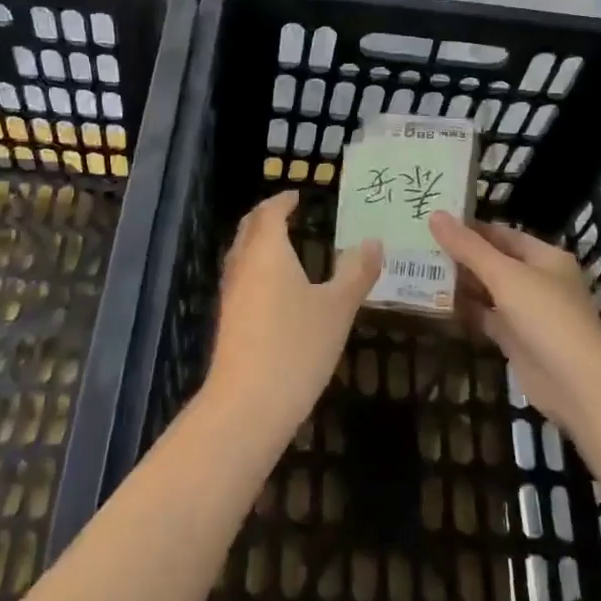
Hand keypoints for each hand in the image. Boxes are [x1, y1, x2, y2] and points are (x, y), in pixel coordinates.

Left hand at [205, 192, 382, 439]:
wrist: (247, 405)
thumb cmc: (296, 347)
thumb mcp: (337, 308)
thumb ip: (356, 272)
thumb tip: (373, 242)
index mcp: (267, 251)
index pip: (270, 212)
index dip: (283, 200)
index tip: (297, 195)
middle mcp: (243, 265)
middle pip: (249, 228)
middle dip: (266, 216)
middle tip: (287, 212)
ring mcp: (231, 294)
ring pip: (241, 254)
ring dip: (258, 242)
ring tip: (284, 245)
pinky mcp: (228, 321)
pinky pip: (241, 278)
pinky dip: (256, 267)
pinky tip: (275, 288)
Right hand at [430, 213, 600, 432]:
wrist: (577, 383)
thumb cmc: (546, 315)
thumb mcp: (505, 274)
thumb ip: (468, 247)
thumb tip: (435, 215)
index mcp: (544, 257)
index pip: (501, 234)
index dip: (469, 228)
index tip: (433, 221)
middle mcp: (537, 280)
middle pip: (493, 261)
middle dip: (460, 256)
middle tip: (418, 246)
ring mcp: (527, 312)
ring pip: (488, 290)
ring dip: (460, 284)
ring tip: (419, 271)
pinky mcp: (516, 340)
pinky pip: (486, 318)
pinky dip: (466, 311)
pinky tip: (436, 304)